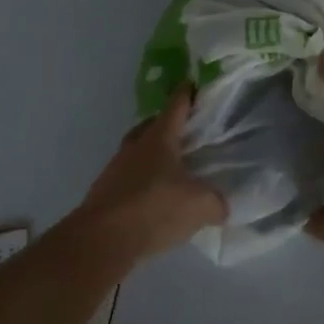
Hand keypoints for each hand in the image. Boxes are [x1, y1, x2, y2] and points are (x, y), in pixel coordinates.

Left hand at [79, 85, 226, 263]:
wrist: (101, 240)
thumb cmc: (154, 208)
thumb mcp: (199, 206)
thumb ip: (216, 202)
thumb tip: (221, 206)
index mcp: (159, 137)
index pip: (176, 106)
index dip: (186, 94)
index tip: (193, 83)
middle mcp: (135, 146)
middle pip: (152, 125)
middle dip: (167, 125)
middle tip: (186, 132)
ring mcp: (116, 168)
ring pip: (138, 152)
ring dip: (152, 156)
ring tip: (172, 169)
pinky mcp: (105, 192)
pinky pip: (129, 178)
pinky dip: (142, 182)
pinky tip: (154, 198)